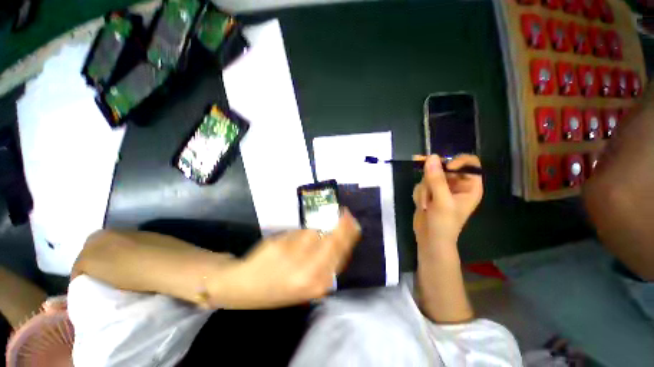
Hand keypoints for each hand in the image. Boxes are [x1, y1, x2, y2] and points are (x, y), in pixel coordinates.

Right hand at [211, 209, 360, 308]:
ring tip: (351, 225)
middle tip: (350, 216)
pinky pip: (336, 266)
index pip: (331, 240)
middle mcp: (318, 280)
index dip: (340, 224)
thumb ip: (306, 235)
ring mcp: (320, 287)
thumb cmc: (262, 262)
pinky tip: (343, 242)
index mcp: (306, 267)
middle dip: (349, 230)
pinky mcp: (319, 289)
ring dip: (348, 240)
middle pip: (341, 250)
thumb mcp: (282, 242)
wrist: (248, 290)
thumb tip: (324, 226)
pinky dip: (342, 251)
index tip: (343, 211)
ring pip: (342, 258)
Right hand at [413, 154, 482, 251]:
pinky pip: (421, 184)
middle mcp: (456, 185)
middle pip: (444, 168)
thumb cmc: (444, 223)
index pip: (469, 164)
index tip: (445, 167)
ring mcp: (441, 189)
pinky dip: (419, 194)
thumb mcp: (442, 201)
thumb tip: (431, 157)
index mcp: (470, 186)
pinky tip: (422, 206)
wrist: (430, 239)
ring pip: (429, 176)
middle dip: (432, 179)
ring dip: (424, 190)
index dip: (458, 161)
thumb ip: (437, 179)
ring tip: (426, 205)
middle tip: (427, 189)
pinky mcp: (429, 193)